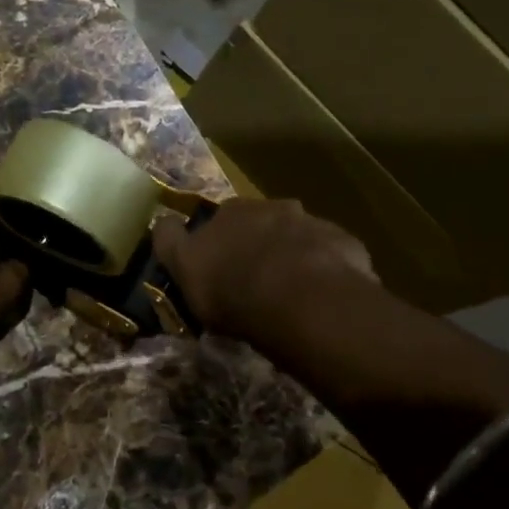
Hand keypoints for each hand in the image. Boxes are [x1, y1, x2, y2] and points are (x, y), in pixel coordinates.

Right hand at [153, 197, 376, 342]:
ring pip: (300, 238)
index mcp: (232, 211)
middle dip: (259, 244)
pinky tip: (321, 298)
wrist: (300, 300)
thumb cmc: (232, 287)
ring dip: (294, 257)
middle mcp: (274, 208)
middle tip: (257, 280)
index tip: (218, 264)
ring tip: (293, 293)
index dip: (217, 240)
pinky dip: (325, 271)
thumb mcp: (184, 268)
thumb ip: (171, 242)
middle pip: (263, 223)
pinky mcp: (346, 246)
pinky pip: (331, 258)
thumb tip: (162, 221)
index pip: (219, 216)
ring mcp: (313, 224)